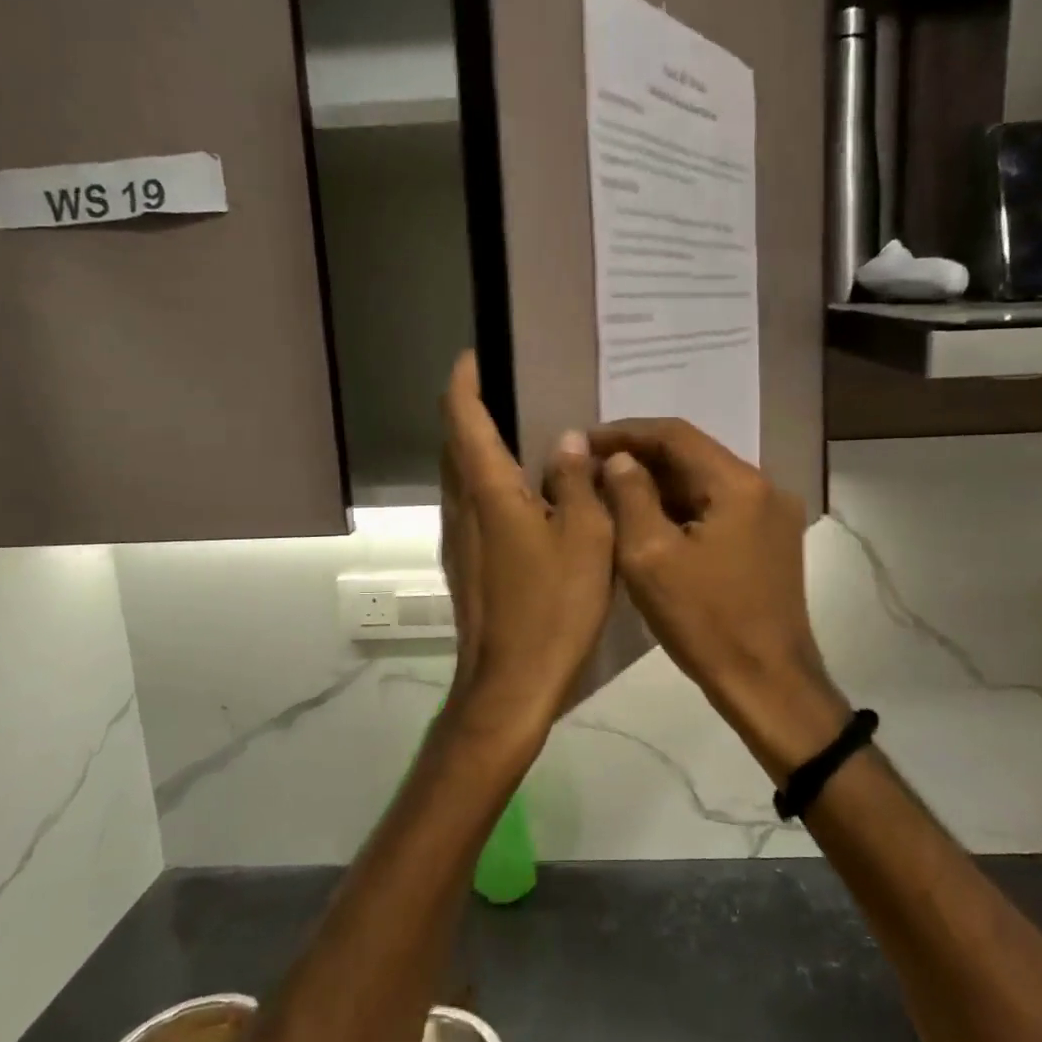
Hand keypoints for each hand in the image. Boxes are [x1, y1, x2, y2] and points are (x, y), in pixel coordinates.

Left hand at [438, 353, 614, 746]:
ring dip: (480, 448)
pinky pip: (473, 506)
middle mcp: (462, 508)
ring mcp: (458, 540)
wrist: (509, 685)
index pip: (463, 419)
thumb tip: (568, 441)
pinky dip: (490, 484)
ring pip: (461, 477)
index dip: (464, 382)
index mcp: (487, 492)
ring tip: (521, 436)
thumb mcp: (586, 539)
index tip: (472, 356)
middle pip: (455, 445)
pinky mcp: (466, 566)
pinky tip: (526, 497)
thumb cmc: (551, 608)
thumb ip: (577, 483)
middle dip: (470, 410)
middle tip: (508, 391)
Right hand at [589, 419, 846, 774]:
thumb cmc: (705, 622)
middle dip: (641, 458)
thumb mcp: (650, 556)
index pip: (675, 435)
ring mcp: (772, 516)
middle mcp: (764, 488)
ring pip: (705, 483)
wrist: (768, 684)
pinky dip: (682, 509)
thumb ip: (630, 496)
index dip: (625, 432)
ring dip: (660, 485)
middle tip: (593, 468)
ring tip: (612, 493)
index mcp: (739, 484)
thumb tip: (621, 460)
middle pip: (693, 456)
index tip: (585, 441)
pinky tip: (650, 521)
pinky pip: (719, 508)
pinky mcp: (771, 541)